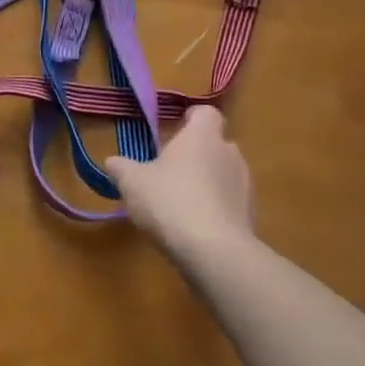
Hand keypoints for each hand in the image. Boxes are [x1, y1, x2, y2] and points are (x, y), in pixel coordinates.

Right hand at [105, 107, 255, 268]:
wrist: (214, 252)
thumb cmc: (169, 201)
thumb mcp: (132, 183)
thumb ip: (121, 168)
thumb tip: (113, 162)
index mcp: (202, 136)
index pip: (206, 113)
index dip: (192, 119)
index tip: (176, 129)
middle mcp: (229, 154)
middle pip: (215, 145)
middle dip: (195, 155)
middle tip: (169, 171)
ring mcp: (245, 186)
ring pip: (224, 174)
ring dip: (206, 183)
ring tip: (180, 203)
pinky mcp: (251, 216)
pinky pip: (230, 203)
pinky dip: (215, 209)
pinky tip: (194, 228)